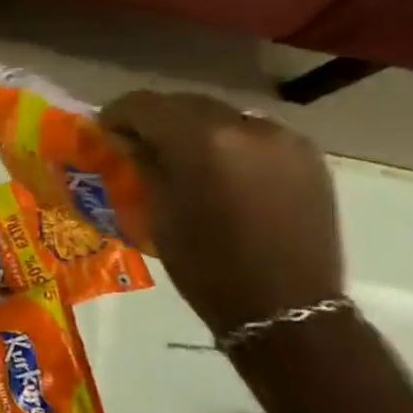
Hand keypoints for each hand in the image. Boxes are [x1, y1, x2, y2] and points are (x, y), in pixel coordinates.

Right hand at [99, 91, 342, 340]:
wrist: (286, 309)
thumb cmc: (206, 266)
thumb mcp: (157, 212)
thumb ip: (142, 163)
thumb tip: (126, 138)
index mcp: (201, 140)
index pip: (146, 105)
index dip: (118, 113)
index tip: (105, 129)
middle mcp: (244, 126)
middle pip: (186, 103)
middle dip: (158, 119)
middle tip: (139, 142)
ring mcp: (282, 138)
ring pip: (223, 116)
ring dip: (197, 129)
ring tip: (184, 157)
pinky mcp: (307, 155)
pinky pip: (255, 134)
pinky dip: (232, 142)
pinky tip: (224, 169)